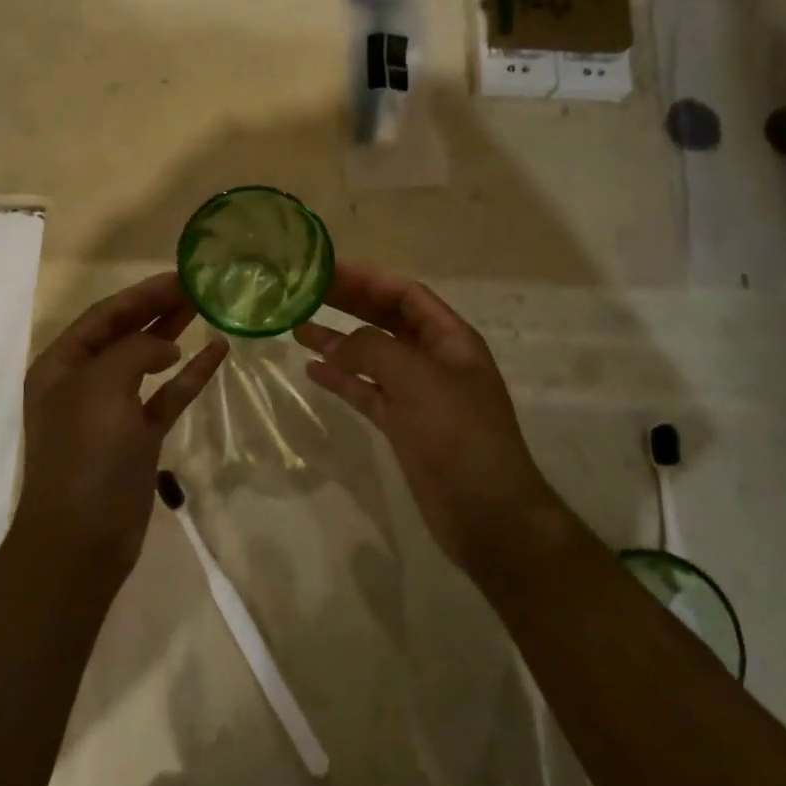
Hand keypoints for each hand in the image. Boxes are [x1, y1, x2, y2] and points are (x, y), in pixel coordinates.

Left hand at [16, 273, 227, 583]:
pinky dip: (190, 376)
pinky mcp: (139, 436)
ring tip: (206, 306)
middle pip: (126, 333)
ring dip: (174, 334)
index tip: (179, 275)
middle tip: (197, 285)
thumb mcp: (102, 386)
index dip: (141, 293)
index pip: (104, 315)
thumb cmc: (84, 453)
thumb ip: (135, 351)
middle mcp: (84, 381)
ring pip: (148, 361)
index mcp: (62, 365)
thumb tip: (165, 347)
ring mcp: (113, 409)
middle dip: (159, 308)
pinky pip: (167, 396)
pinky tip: (217, 353)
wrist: (82, 537)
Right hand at [294, 263, 558, 571]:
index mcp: (450, 339)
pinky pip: (367, 392)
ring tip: (298, 329)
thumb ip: (372, 350)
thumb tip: (336, 344)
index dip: (368, 280)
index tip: (327, 271)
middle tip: (307, 293)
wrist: (487, 514)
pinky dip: (342, 380)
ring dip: (339, 342)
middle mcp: (435, 360)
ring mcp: (419, 395)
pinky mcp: (403, 426)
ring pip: (373, 357)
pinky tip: (313, 371)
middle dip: (350, 305)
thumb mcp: (417, 379)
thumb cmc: (458, 435)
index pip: (406, 295)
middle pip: (387, 320)